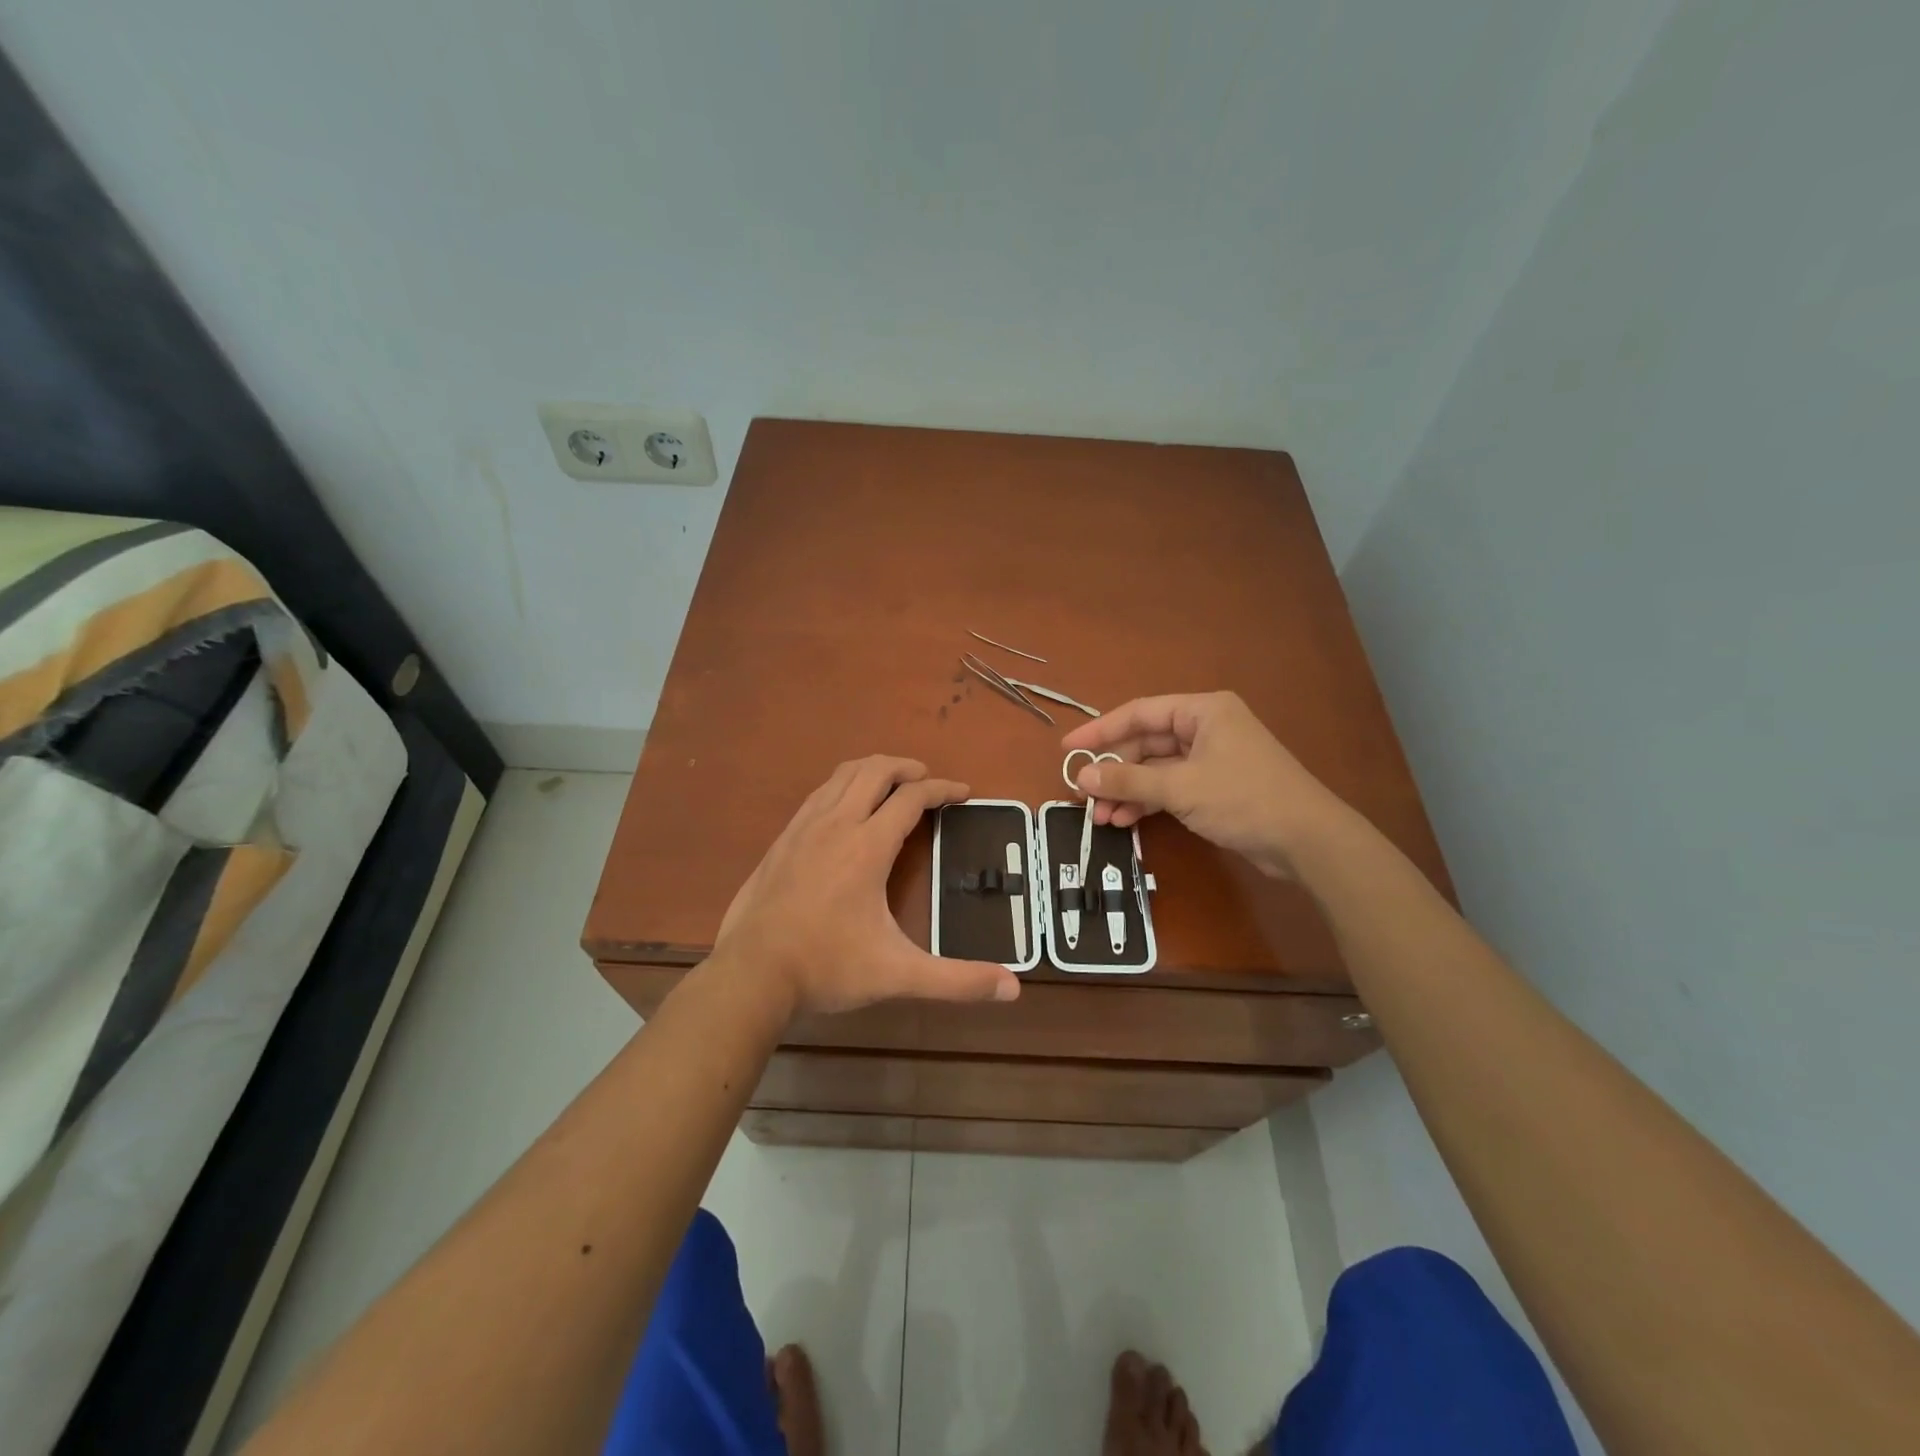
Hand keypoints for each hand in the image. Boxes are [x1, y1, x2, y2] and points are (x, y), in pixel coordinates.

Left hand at [714, 756, 1019, 1014]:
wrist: (750, 974)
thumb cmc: (827, 967)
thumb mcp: (897, 974)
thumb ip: (956, 980)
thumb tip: (1013, 987)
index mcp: (867, 846)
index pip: (912, 799)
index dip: (942, 790)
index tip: (964, 793)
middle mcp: (836, 824)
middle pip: (875, 770)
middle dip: (906, 767)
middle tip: (928, 780)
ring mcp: (803, 828)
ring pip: (842, 775)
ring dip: (873, 769)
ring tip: (891, 782)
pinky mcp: (782, 840)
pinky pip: (819, 794)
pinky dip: (843, 786)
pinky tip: (845, 808)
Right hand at [1060, 692, 1349, 878]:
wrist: (1307, 841)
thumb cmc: (1244, 799)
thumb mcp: (1180, 788)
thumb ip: (1128, 781)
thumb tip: (1081, 776)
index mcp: (1202, 711)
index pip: (1139, 713)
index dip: (1100, 731)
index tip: (1068, 750)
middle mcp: (1205, 728)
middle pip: (1145, 743)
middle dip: (1113, 770)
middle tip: (1081, 793)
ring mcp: (1211, 759)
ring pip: (1155, 769)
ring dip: (1127, 791)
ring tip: (1099, 816)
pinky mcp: (1215, 788)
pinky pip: (1170, 788)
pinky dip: (1147, 802)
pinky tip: (1124, 820)